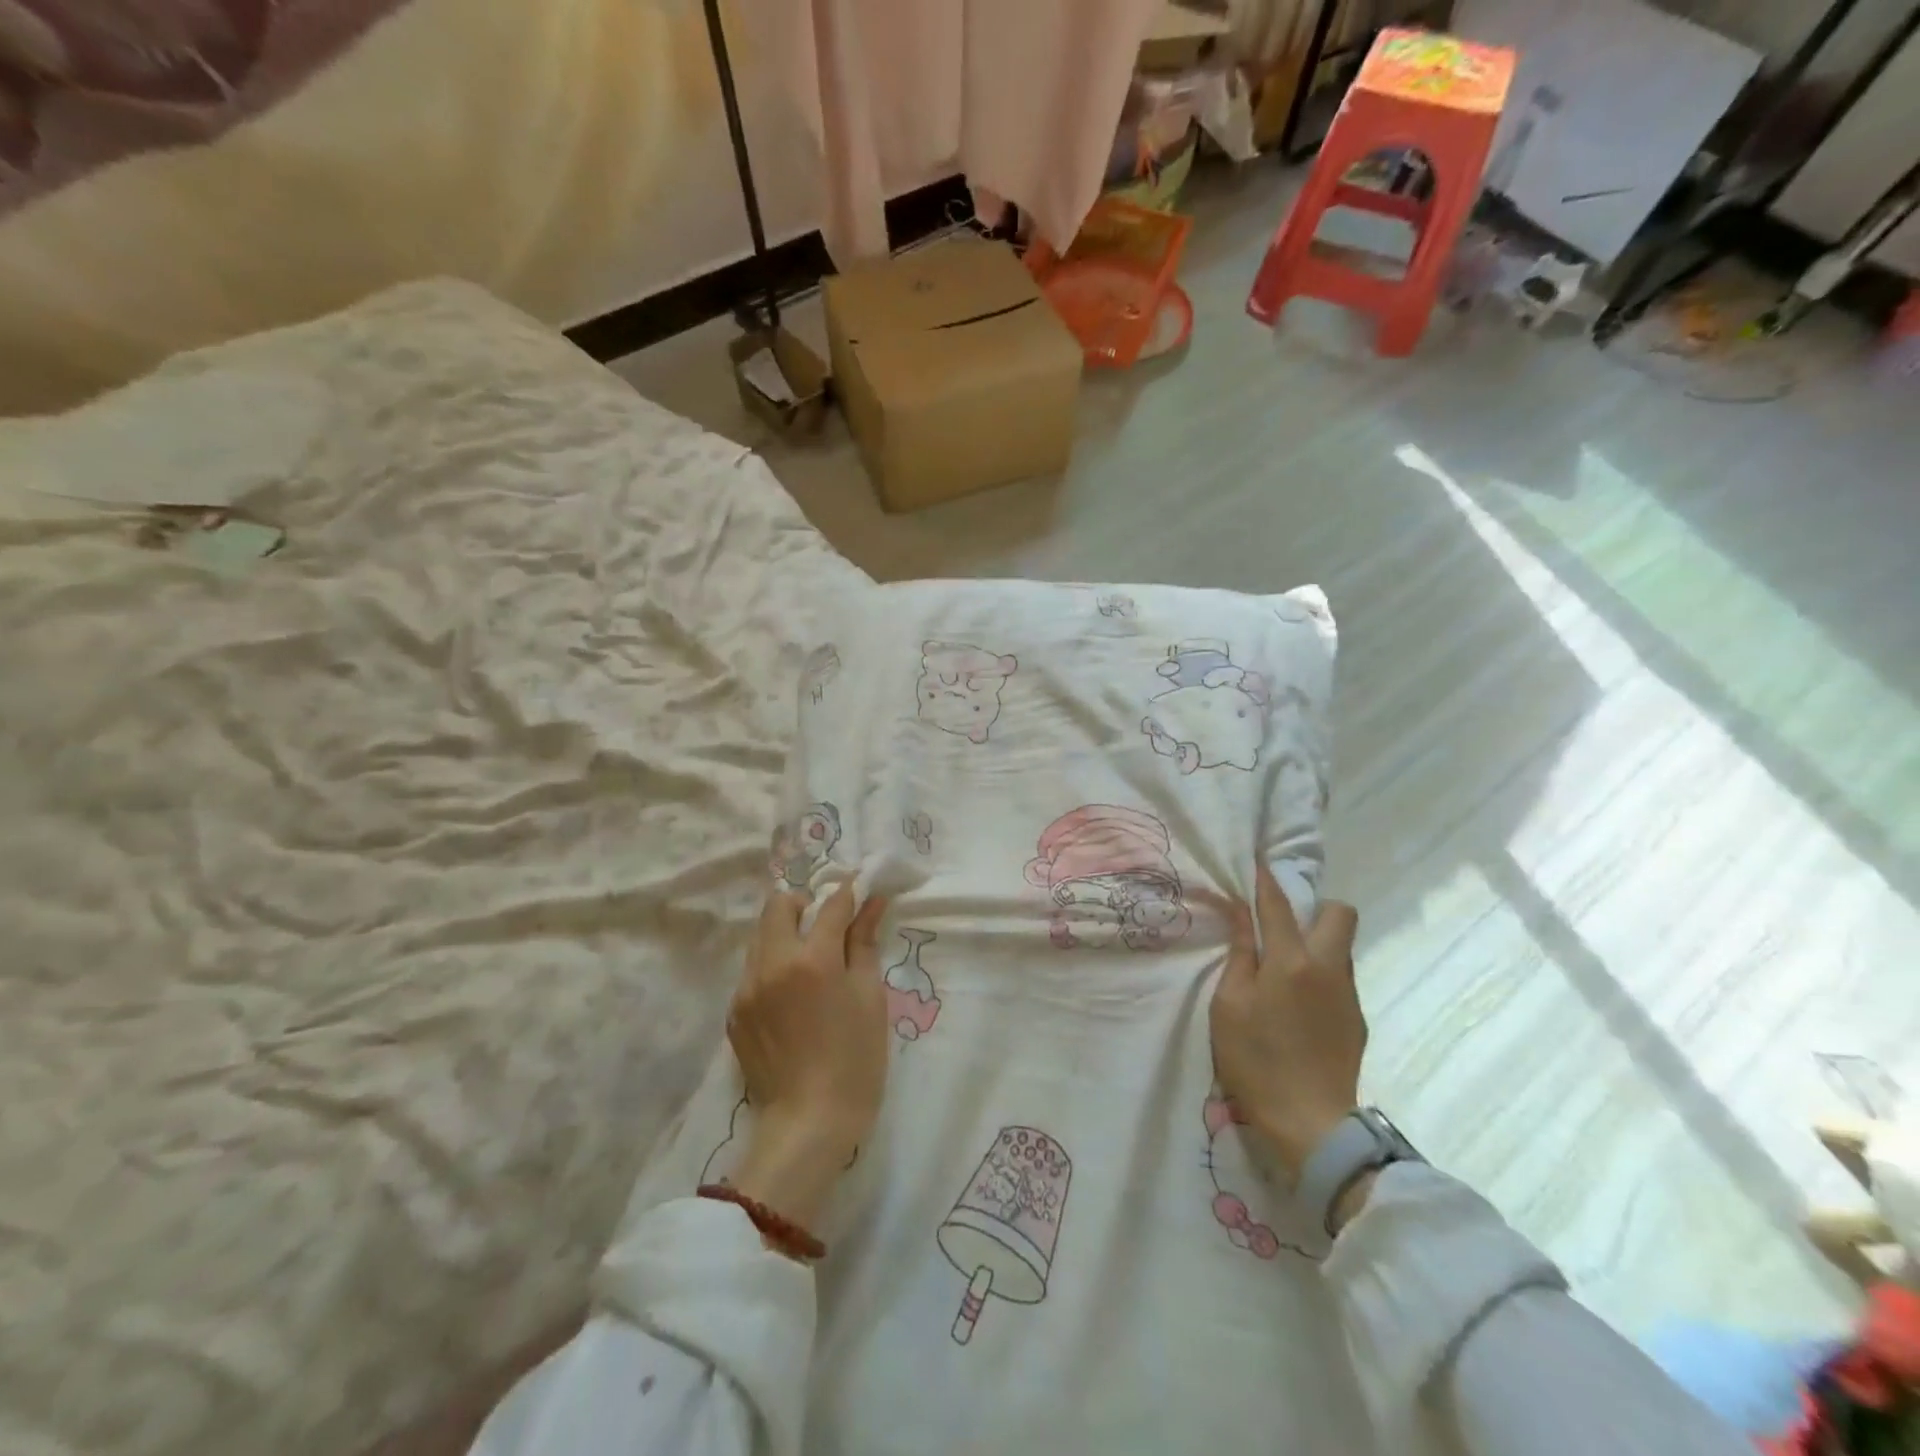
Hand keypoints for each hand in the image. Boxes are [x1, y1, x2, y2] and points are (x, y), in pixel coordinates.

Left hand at [726, 885, 889, 1228]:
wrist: (808, 1123)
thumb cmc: (855, 1060)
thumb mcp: (869, 998)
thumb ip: (864, 943)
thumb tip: (871, 902)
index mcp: (812, 960)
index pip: (830, 905)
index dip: (848, 892)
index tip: (859, 889)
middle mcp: (772, 964)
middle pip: (778, 905)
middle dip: (803, 903)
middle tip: (826, 924)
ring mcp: (746, 988)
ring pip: (760, 936)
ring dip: (784, 932)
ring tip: (809, 958)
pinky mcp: (734, 1012)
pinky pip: (752, 970)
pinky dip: (772, 965)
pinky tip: (791, 994)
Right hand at [1210, 863, 1364, 1182]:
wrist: (1311, 1123)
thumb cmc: (1256, 1060)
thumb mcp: (1229, 1005)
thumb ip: (1239, 955)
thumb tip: (1239, 914)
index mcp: (1291, 962)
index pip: (1278, 905)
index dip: (1266, 879)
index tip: (1258, 858)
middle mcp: (1329, 968)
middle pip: (1340, 914)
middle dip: (1314, 907)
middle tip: (1282, 924)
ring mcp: (1349, 994)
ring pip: (1342, 946)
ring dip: (1317, 940)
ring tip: (1285, 964)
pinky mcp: (1357, 1019)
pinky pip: (1341, 976)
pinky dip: (1321, 972)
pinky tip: (1297, 1001)